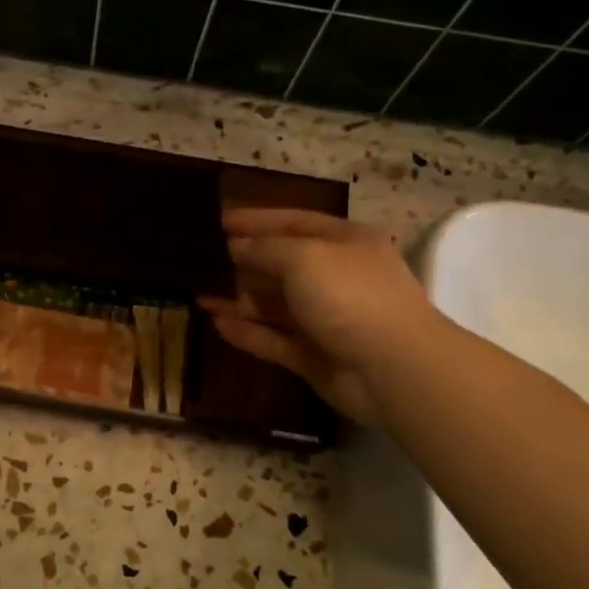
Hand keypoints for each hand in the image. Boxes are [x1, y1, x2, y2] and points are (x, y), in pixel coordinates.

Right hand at [199, 208, 432, 429]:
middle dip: (243, 261)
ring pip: (274, 305)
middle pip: (281, 264)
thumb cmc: (349, 295)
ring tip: (198, 293)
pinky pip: (272, 339)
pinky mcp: (313, 355)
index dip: (256, 220)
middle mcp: (335, 277)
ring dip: (238, 299)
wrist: (391, 368)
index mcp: (344, 243)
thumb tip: (235, 247)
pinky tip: (215, 323)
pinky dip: (246, 332)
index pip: (294, 222)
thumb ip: (264, 249)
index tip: (219, 221)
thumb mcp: (303, 257)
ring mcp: (324, 319)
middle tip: (201, 260)